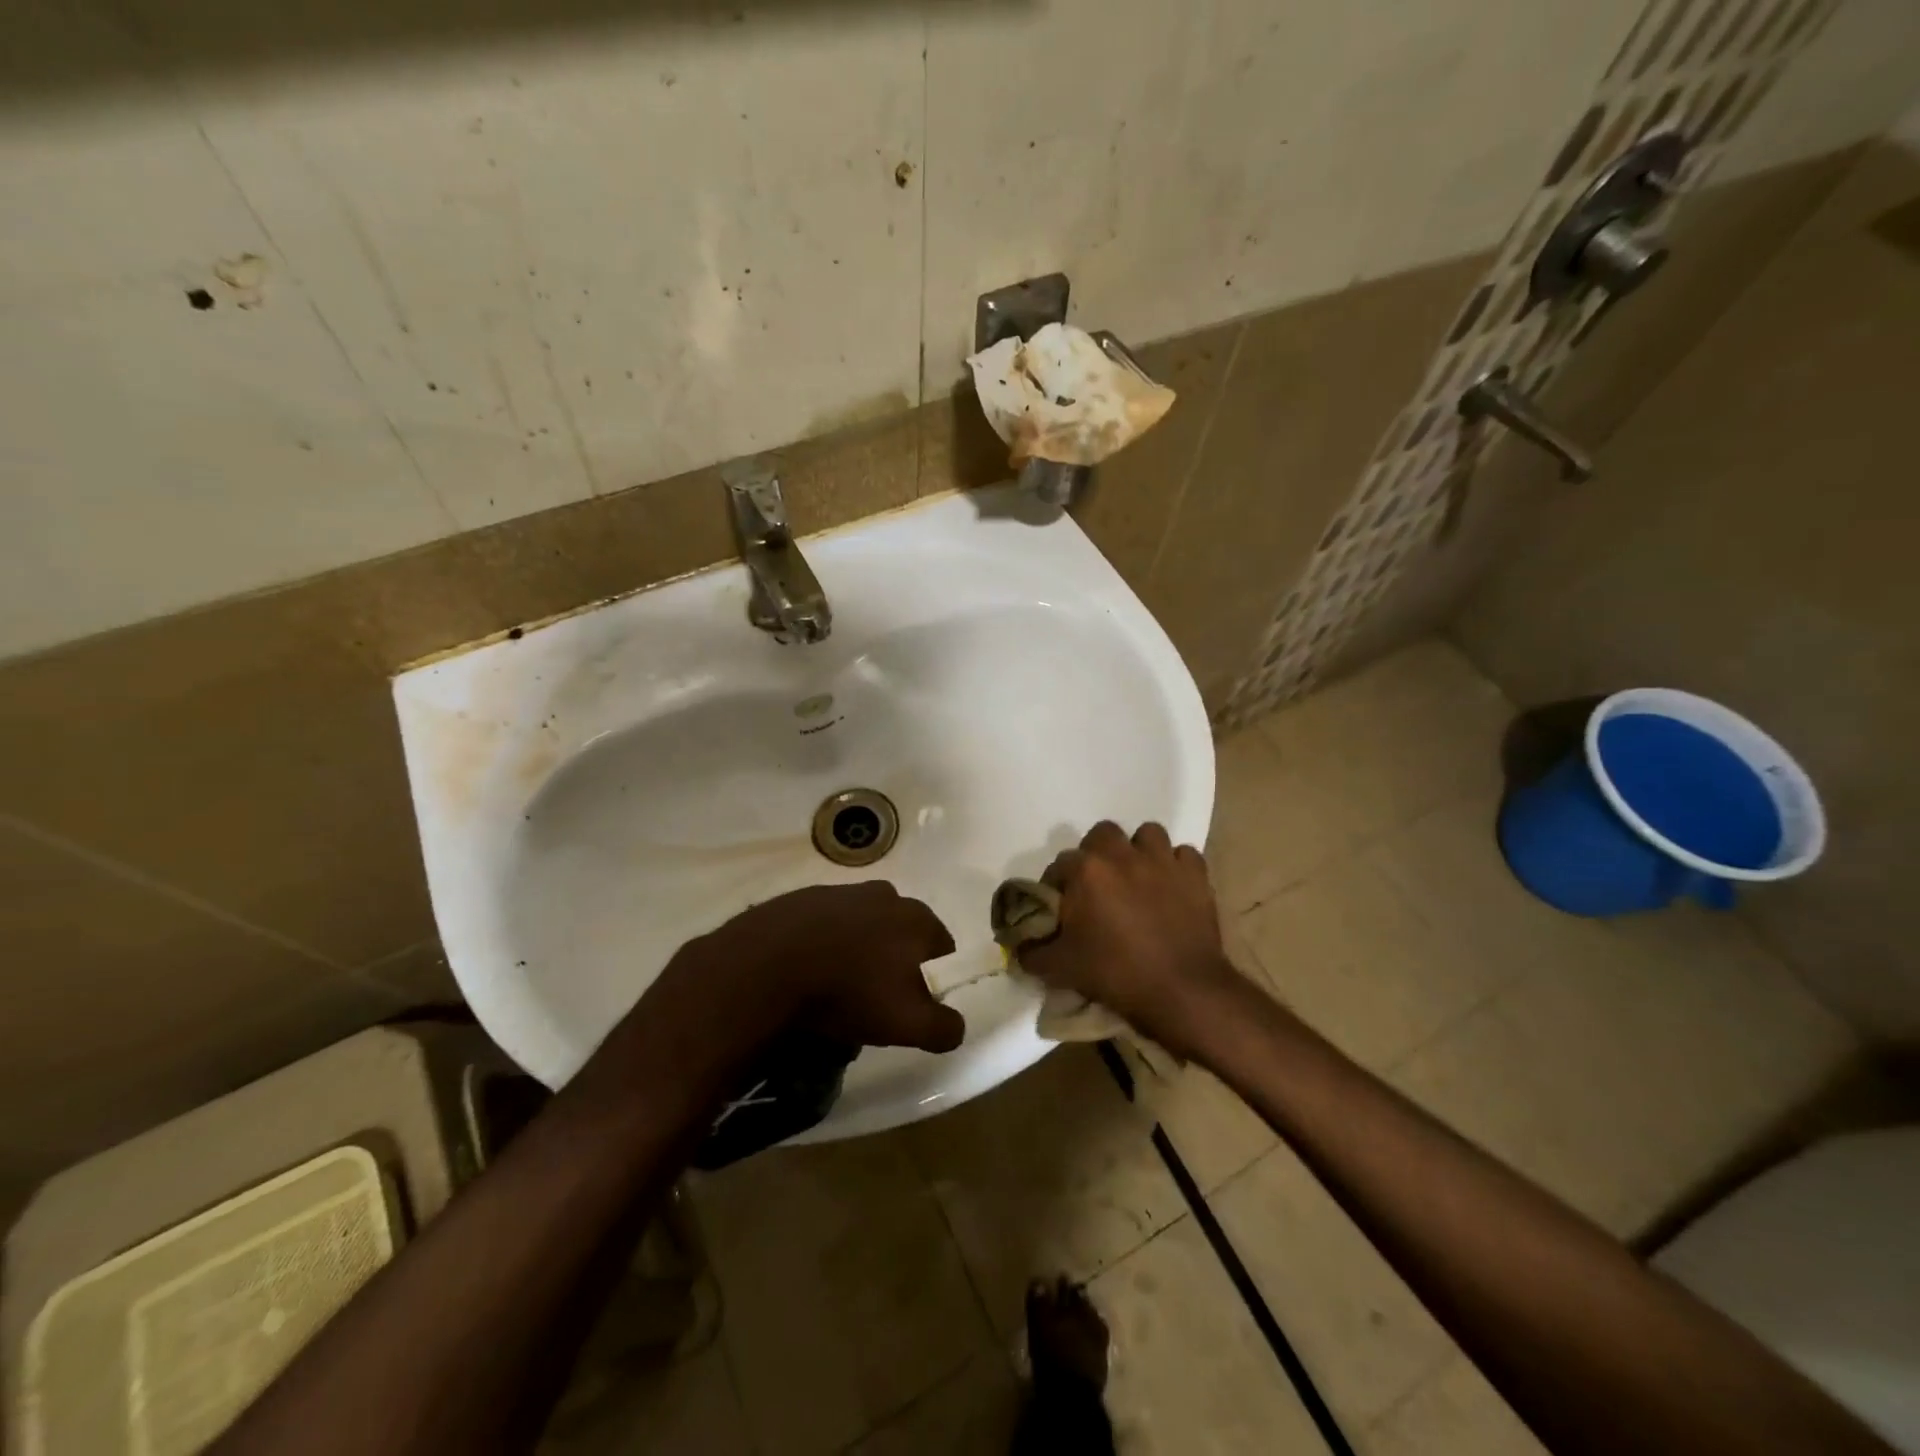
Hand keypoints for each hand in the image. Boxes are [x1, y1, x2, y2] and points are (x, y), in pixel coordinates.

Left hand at [638, 881, 964, 1063]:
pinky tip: (806, 971)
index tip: (910, 1005)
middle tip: (873, 999)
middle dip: (894, 962)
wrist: (766, 965)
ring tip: (835, 987)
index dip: (932, 979)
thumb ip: (944, 1027)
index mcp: (917, 918)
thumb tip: (955, 1026)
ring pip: (864, 927)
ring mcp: (842, 891)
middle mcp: (886, 895)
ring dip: (858, 951)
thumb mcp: (906, 1024)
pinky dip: (824, 944)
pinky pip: (826, 925)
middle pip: (902, 934)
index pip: (942, 949)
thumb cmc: (847, 991)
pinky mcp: (804, 897)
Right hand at [1020, 822, 1236, 1055]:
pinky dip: (1176, 866)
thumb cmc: (1116, 974)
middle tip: (1099, 886)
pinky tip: (1172, 887)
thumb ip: (1033, 952)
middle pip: (1103, 834)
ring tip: (1138, 878)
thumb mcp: (1061, 968)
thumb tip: (1020, 946)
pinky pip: (1183, 855)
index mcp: (1087, 870)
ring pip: (1148, 834)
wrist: (1182, 991)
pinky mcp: (1196, 874)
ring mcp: (1163, 860)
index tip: (1061, 908)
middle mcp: (1123, 854)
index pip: (1060, 864)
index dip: (1057, 885)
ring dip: (1139, 851)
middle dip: (1098, 854)